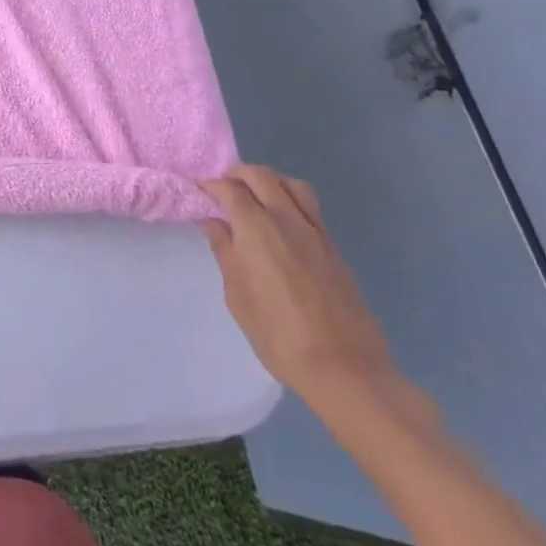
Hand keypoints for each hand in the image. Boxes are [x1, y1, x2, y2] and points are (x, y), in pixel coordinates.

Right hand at [202, 165, 404, 413]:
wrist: (346, 370)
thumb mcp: (238, 296)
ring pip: (292, 184)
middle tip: (223, 190)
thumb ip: (225, 251)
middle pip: (262, 175)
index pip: (230, 188)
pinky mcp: (334, 248)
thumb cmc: (279, 335)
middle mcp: (287, 220)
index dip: (211, 185)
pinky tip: (281, 225)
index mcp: (257, 229)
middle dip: (238, 175)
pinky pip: (310, 208)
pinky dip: (290, 201)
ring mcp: (316, 232)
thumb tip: (214, 221)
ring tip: (255, 199)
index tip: (199, 193)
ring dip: (269, 182)